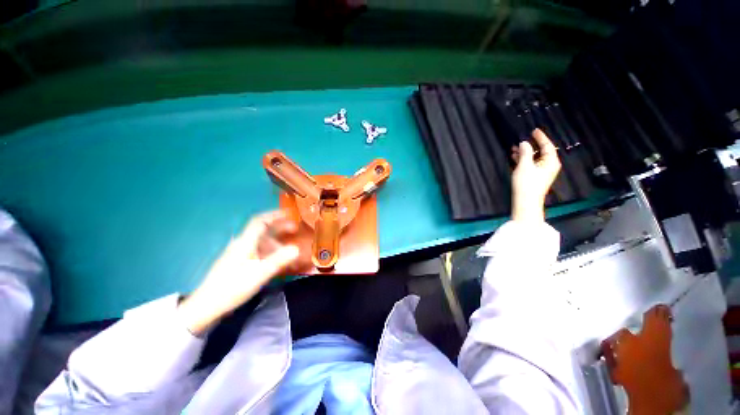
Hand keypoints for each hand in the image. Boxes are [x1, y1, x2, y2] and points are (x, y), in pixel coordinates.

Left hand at [177, 211, 299, 335]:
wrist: (208, 305)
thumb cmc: (234, 286)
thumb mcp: (260, 273)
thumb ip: (279, 259)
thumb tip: (297, 248)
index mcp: (245, 242)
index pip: (260, 221)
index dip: (274, 215)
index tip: (289, 213)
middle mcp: (242, 244)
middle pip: (262, 230)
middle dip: (280, 228)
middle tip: (295, 230)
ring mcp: (239, 253)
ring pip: (261, 242)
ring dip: (277, 243)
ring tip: (289, 251)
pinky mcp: (238, 263)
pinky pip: (258, 252)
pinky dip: (270, 252)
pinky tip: (276, 261)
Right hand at [510, 129, 560, 222]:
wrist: (525, 201)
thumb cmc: (527, 183)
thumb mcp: (524, 165)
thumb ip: (525, 152)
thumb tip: (524, 143)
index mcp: (551, 161)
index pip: (547, 145)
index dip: (540, 137)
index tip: (533, 130)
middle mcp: (549, 165)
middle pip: (541, 151)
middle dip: (530, 146)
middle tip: (520, 140)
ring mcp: (542, 172)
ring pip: (534, 158)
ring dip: (524, 153)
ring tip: (513, 149)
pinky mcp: (536, 177)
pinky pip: (531, 164)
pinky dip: (524, 160)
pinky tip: (515, 158)